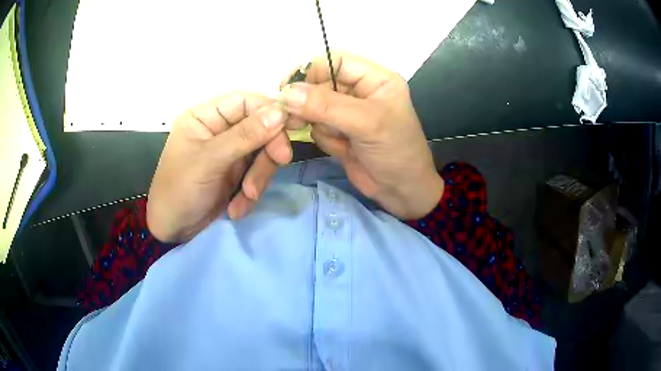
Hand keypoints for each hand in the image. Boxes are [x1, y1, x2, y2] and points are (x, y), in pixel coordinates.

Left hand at [147, 92, 291, 242]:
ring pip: (263, 153)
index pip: (246, 101)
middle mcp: (220, 130)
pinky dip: (251, 193)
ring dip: (259, 178)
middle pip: (260, 127)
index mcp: (207, 116)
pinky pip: (257, 174)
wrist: (172, 231)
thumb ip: (245, 136)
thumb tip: (280, 112)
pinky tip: (237, 208)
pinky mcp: (236, 174)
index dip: (269, 111)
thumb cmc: (180, 189)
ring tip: (246, 198)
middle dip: (267, 151)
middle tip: (279, 163)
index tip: (288, 128)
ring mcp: (230, 153)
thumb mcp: (209, 161)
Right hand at [279, 52, 442, 218]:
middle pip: (320, 83)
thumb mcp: (366, 123)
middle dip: (309, 102)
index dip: (310, 69)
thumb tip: (286, 93)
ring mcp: (347, 112)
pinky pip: (316, 127)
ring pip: (314, 107)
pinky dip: (324, 138)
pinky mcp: (339, 131)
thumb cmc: (395, 151)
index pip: (335, 61)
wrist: (402, 192)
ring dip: (319, 124)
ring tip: (339, 139)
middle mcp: (360, 90)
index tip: (286, 87)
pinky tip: (343, 149)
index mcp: (375, 78)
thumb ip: (326, 106)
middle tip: (296, 119)